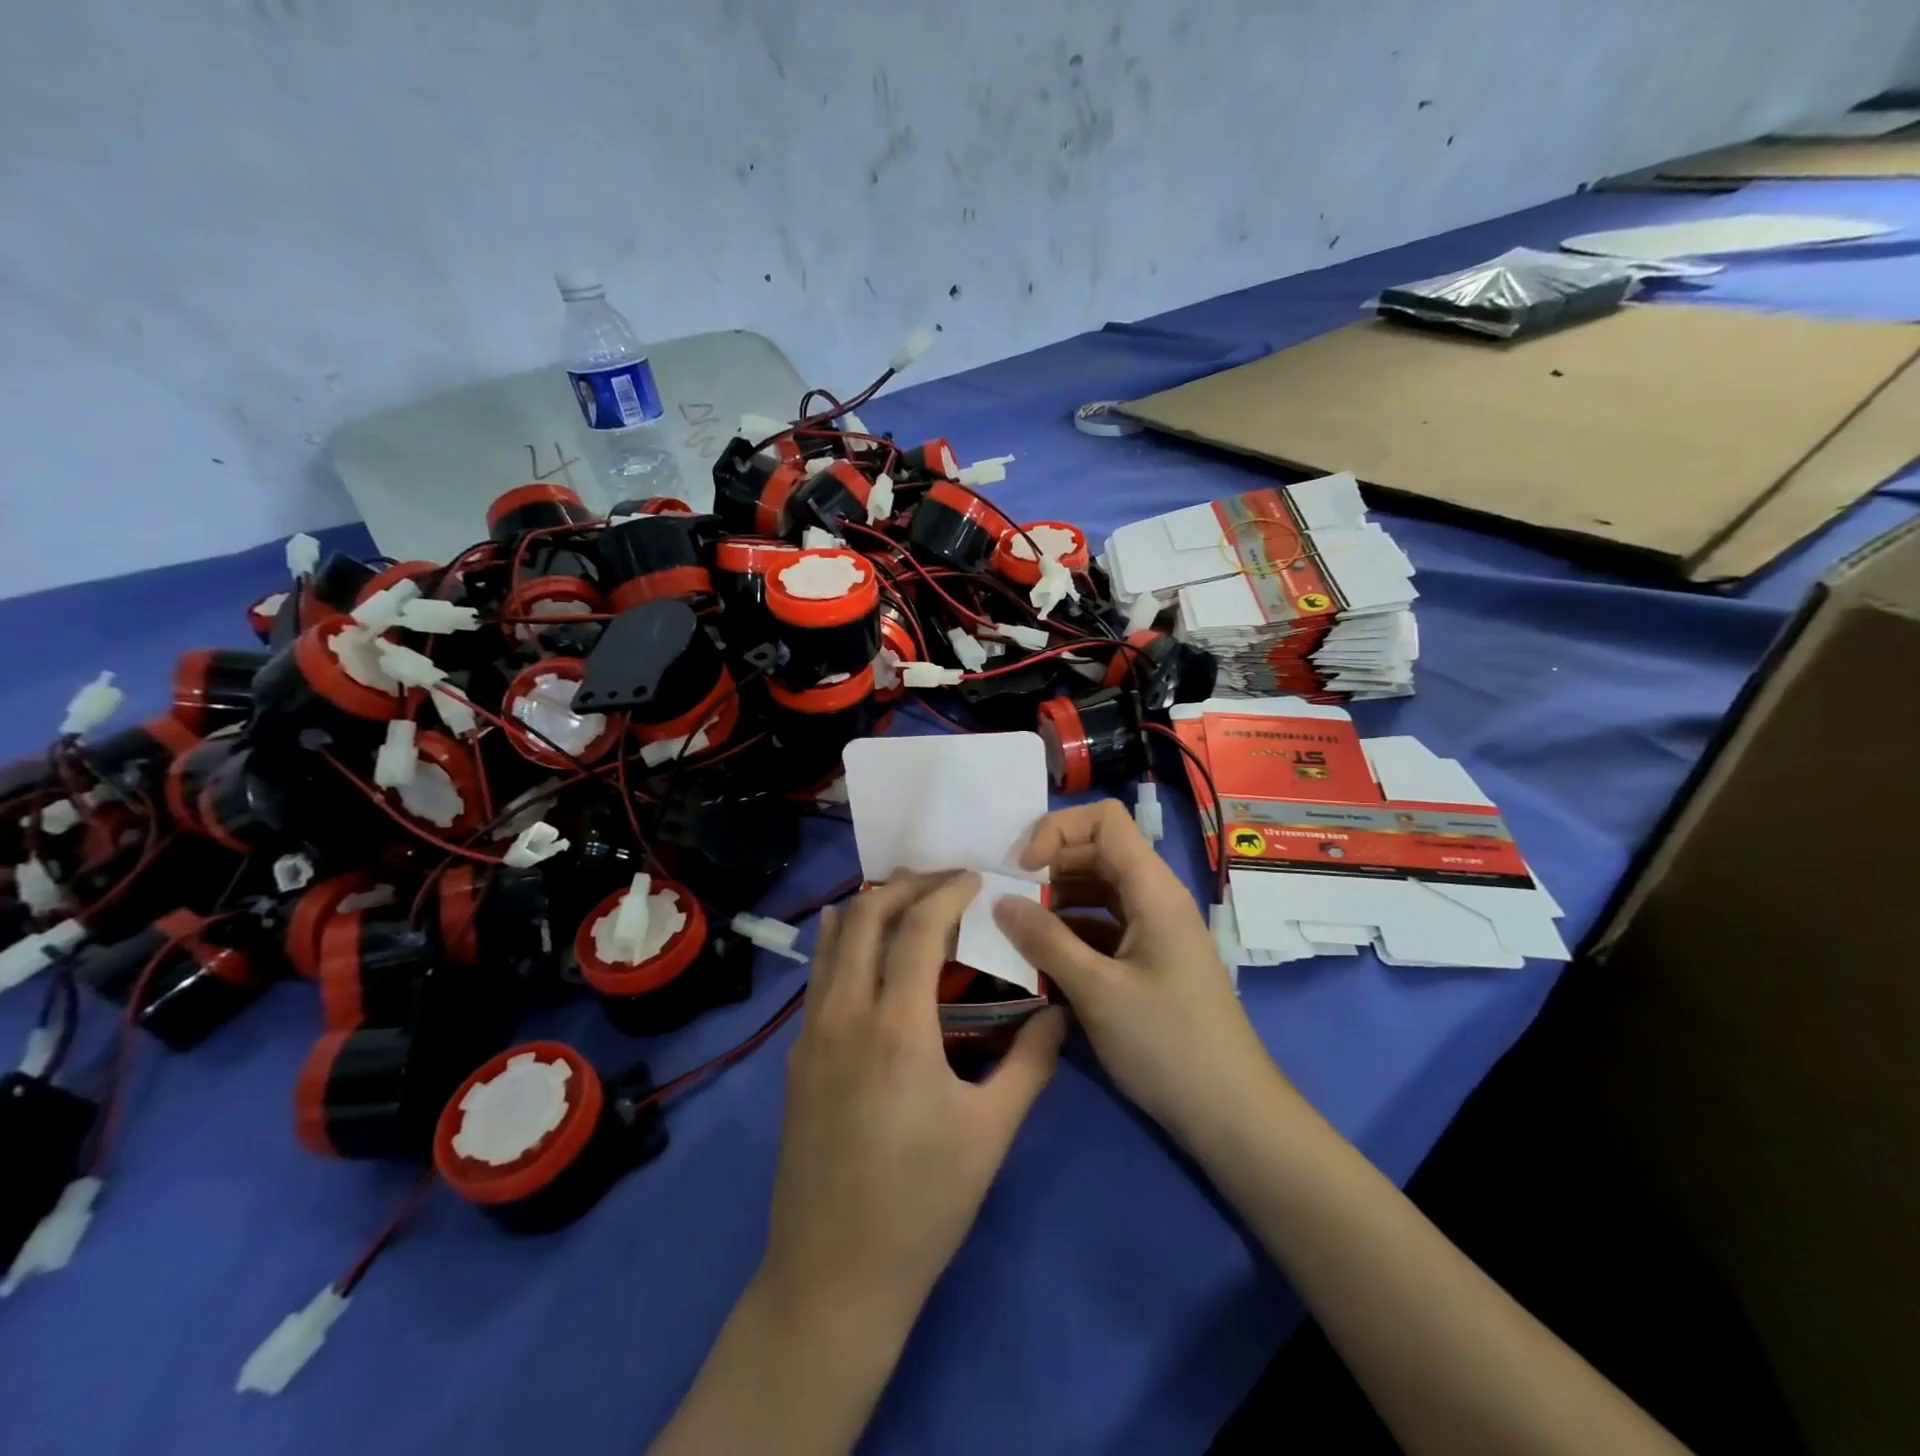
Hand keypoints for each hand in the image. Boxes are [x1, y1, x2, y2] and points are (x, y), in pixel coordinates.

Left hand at [757, 871, 1067, 1337]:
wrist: (833, 1275)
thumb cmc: (922, 1205)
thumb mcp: (991, 1134)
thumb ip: (1031, 1063)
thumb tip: (1060, 1011)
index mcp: (896, 1028)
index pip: (917, 927)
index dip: (947, 891)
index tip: (976, 877)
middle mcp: (845, 1014)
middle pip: (865, 916)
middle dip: (906, 884)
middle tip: (945, 879)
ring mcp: (811, 1033)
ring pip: (833, 939)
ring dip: (870, 906)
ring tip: (908, 898)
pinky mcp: (796, 1056)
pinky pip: (818, 974)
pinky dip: (842, 941)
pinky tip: (859, 943)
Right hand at [994, 801, 1286, 1147]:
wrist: (1231, 1113)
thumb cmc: (1167, 1044)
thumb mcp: (1097, 991)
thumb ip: (1045, 940)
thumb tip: (1000, 901)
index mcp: (1152, 890)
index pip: (1105, 820)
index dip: (1057, 830)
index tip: (1022, 870)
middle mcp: (1154, 898)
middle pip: (1096, 852)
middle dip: (1048, 867)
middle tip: (1006, 900)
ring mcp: (1152, 929)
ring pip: (1096, 890)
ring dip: (1055, 901)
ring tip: (1016, 930)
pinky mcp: (1147, 959)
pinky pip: (1102, 926)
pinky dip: (1069, 932)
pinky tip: (1040, 959)